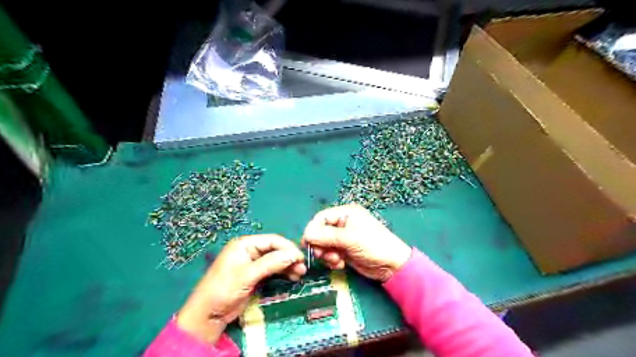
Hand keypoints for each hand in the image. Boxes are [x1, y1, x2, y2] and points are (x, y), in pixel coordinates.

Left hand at [176, 234, 305, 342]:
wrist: (208, 314)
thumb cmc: (224, 289)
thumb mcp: (247, 275)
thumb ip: (271, 263)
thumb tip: (294, 255)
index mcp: (245, 244)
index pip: (272, 240)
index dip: (288, 248)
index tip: (301, 257)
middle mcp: (250, 250)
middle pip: (275, 250)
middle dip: (289, 258)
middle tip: (303, 268)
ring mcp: (253, 263)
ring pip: (276, 260)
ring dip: (288, 266)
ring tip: (300, 274)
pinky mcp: (255, 275)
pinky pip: (272, 270)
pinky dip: (283, 273)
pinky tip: (292, 277)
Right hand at [303, 205, 412, 282]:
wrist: (392, 266)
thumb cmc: (373, 245)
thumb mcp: (349, 238)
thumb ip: (326, 236)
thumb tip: (306, 235)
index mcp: (346, 213)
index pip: (322, 217)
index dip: (312, 229)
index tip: (306, 243)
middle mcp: (343, 223)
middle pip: (321, 231)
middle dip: (320, 244)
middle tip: (322, 255)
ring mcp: (344, 238)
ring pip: (324, 244)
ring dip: (326, 254)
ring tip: (336, 260)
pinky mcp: (345, 250)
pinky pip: (331, 253)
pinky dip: (332, 260)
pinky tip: (340, 264)